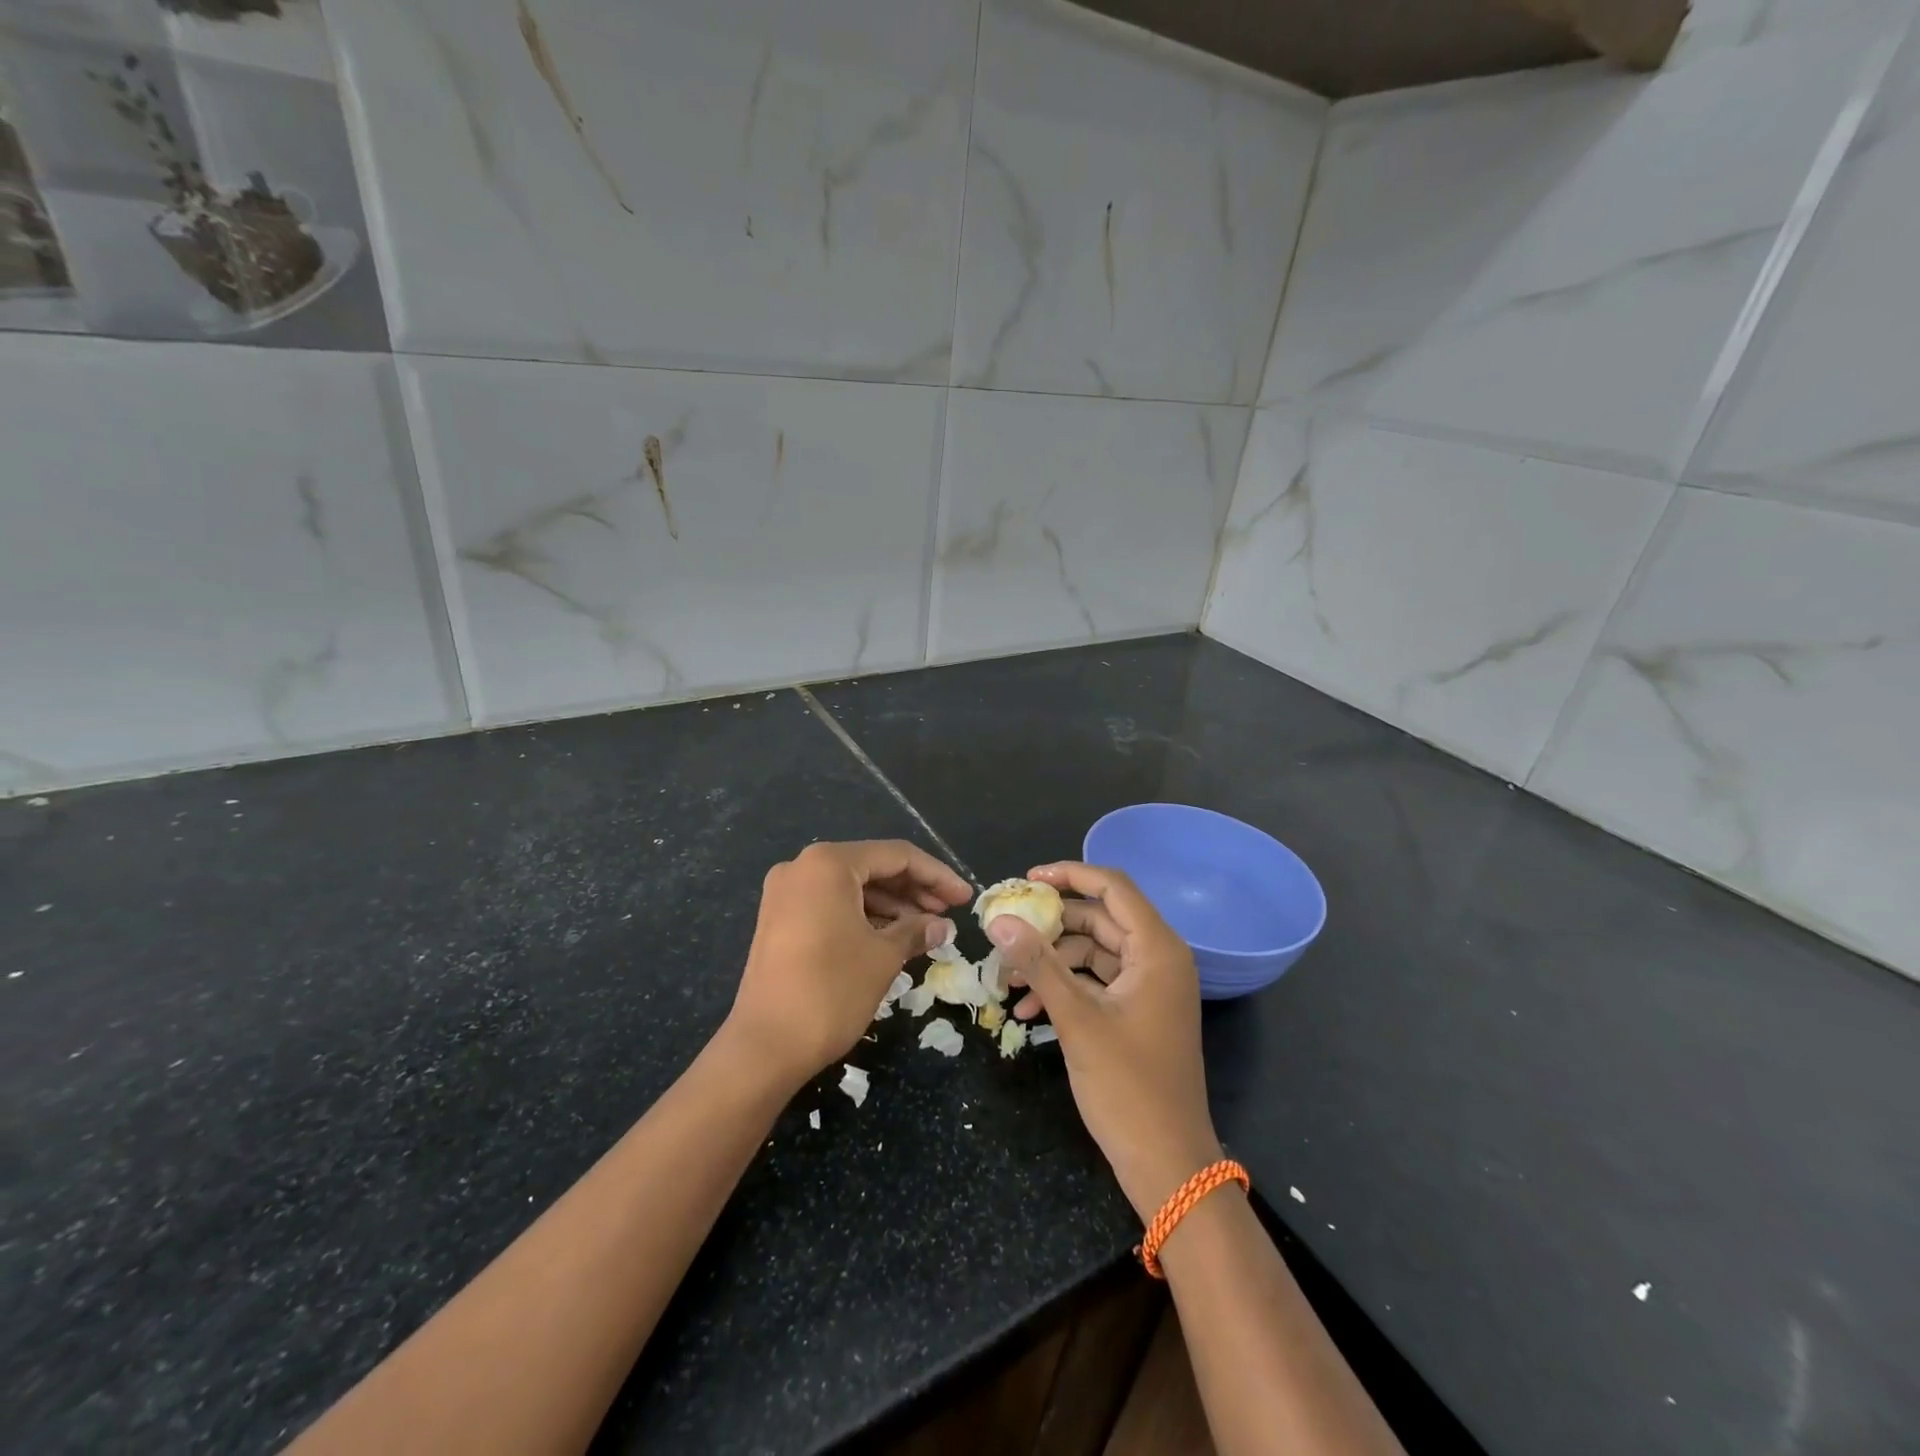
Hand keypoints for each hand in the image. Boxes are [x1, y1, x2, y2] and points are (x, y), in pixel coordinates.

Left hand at [726, 840, 970, 1087]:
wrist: (764, 1047)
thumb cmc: (831, 991)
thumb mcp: (883, 957)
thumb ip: (916, 931)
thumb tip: (942, 926)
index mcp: (829, 863)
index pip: (896, 856)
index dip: (937, 875)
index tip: (965, 898)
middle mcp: (803, 867)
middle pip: (872, 867)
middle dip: (914, 890)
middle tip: (950, 913)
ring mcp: (787, 894)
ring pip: (853, 887)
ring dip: (892, 905)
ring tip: (927, 929)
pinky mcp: (780, 920)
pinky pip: (832, 905)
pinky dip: (865, 916)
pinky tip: (893, 937)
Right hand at [987, 862, 1221, 1222]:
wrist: (1168, 1165)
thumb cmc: (1129, 1087)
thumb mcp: (1077, 1020)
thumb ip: (1037, 963)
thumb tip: (998, 919)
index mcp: (1156, 949)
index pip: (1112, 887)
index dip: (1069, 874)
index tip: (1025, 881)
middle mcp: (1157, 959)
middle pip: (1098, 919)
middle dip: (1050, 927)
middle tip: (1006, 932)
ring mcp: (1148, 987)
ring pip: (1092, 953)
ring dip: (1051, 962)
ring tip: (1008, 981)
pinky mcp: (1137, 1012)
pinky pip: (1096, 983)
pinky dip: (1064, 989)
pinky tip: (1027, 1011)